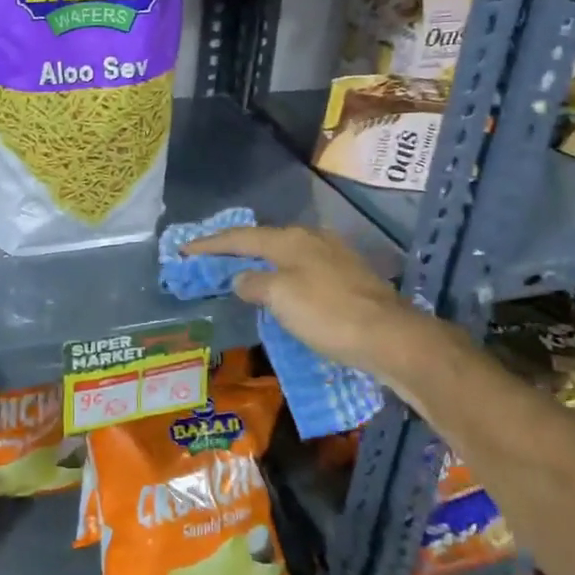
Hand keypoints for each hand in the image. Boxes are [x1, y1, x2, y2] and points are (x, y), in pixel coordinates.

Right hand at [183, 224, 441, 382]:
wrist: (390, 337)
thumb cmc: (329, 315)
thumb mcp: (281, 298)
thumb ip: (254, 283)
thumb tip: (241, 277)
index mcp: (292, 239)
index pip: (241, 237)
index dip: (210, 244)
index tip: (184, 250)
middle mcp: (313, 239)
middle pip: (264, 240)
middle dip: (235, 249)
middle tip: (209, 260)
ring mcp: (334, 257)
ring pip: (285, 255)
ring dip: (260, 263)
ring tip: (240, 274)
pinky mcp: (349, 278)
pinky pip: (302, 270)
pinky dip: (281, 277)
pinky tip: (280, 290)